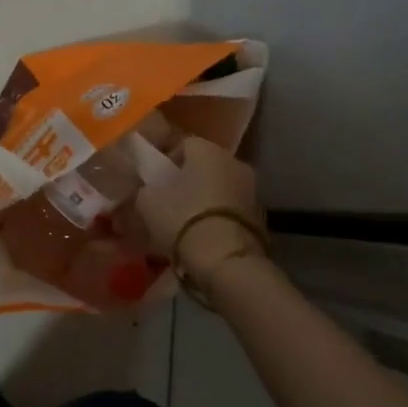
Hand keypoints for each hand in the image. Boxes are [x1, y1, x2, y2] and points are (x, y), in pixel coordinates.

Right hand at [134, 137, 268, 284]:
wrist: (226, 261)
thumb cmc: (183, 219)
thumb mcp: (147, 202)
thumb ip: (146, 189)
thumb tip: (148, 191)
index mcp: (208, 149)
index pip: (183, 145)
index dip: (165, 162)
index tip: (153, 184)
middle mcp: (234, 161)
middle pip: (204, 166)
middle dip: (187, 181)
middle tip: (168, 203)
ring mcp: (252, 189)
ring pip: (219, 188)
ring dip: (204, 199)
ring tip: (185, 224)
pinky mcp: (261, 217)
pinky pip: (231, 209)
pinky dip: (218, 217)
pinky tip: (204, 237)